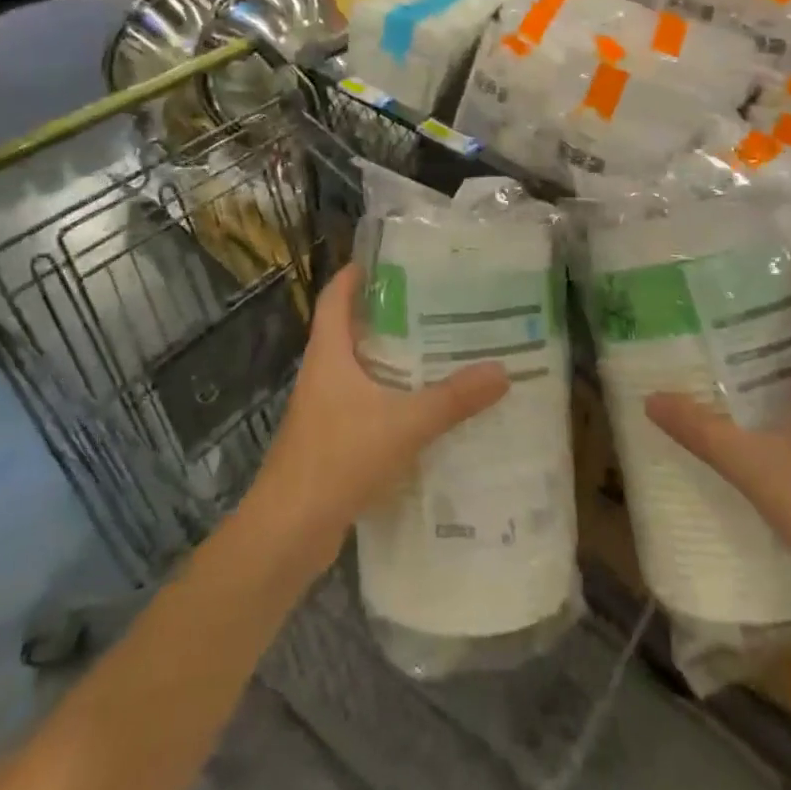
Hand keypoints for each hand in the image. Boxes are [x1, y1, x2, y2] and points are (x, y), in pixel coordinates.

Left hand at [254, 263, 509, 561]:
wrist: (289, 530)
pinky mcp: (330, 439)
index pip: (336, 296)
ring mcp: (323, 408)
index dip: (356, 273)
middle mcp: (322, 372)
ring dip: (390, 358)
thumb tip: (501, 370)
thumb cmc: (338, 457)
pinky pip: (362, 403)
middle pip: (351, 329)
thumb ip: (452, 399)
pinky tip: (421, 409)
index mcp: (329, 353)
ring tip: (436, 350)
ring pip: (358, 369)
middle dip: (388, 315)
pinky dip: (388, 397)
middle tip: (433, 304)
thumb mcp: (403, 424)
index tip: (391, 260)